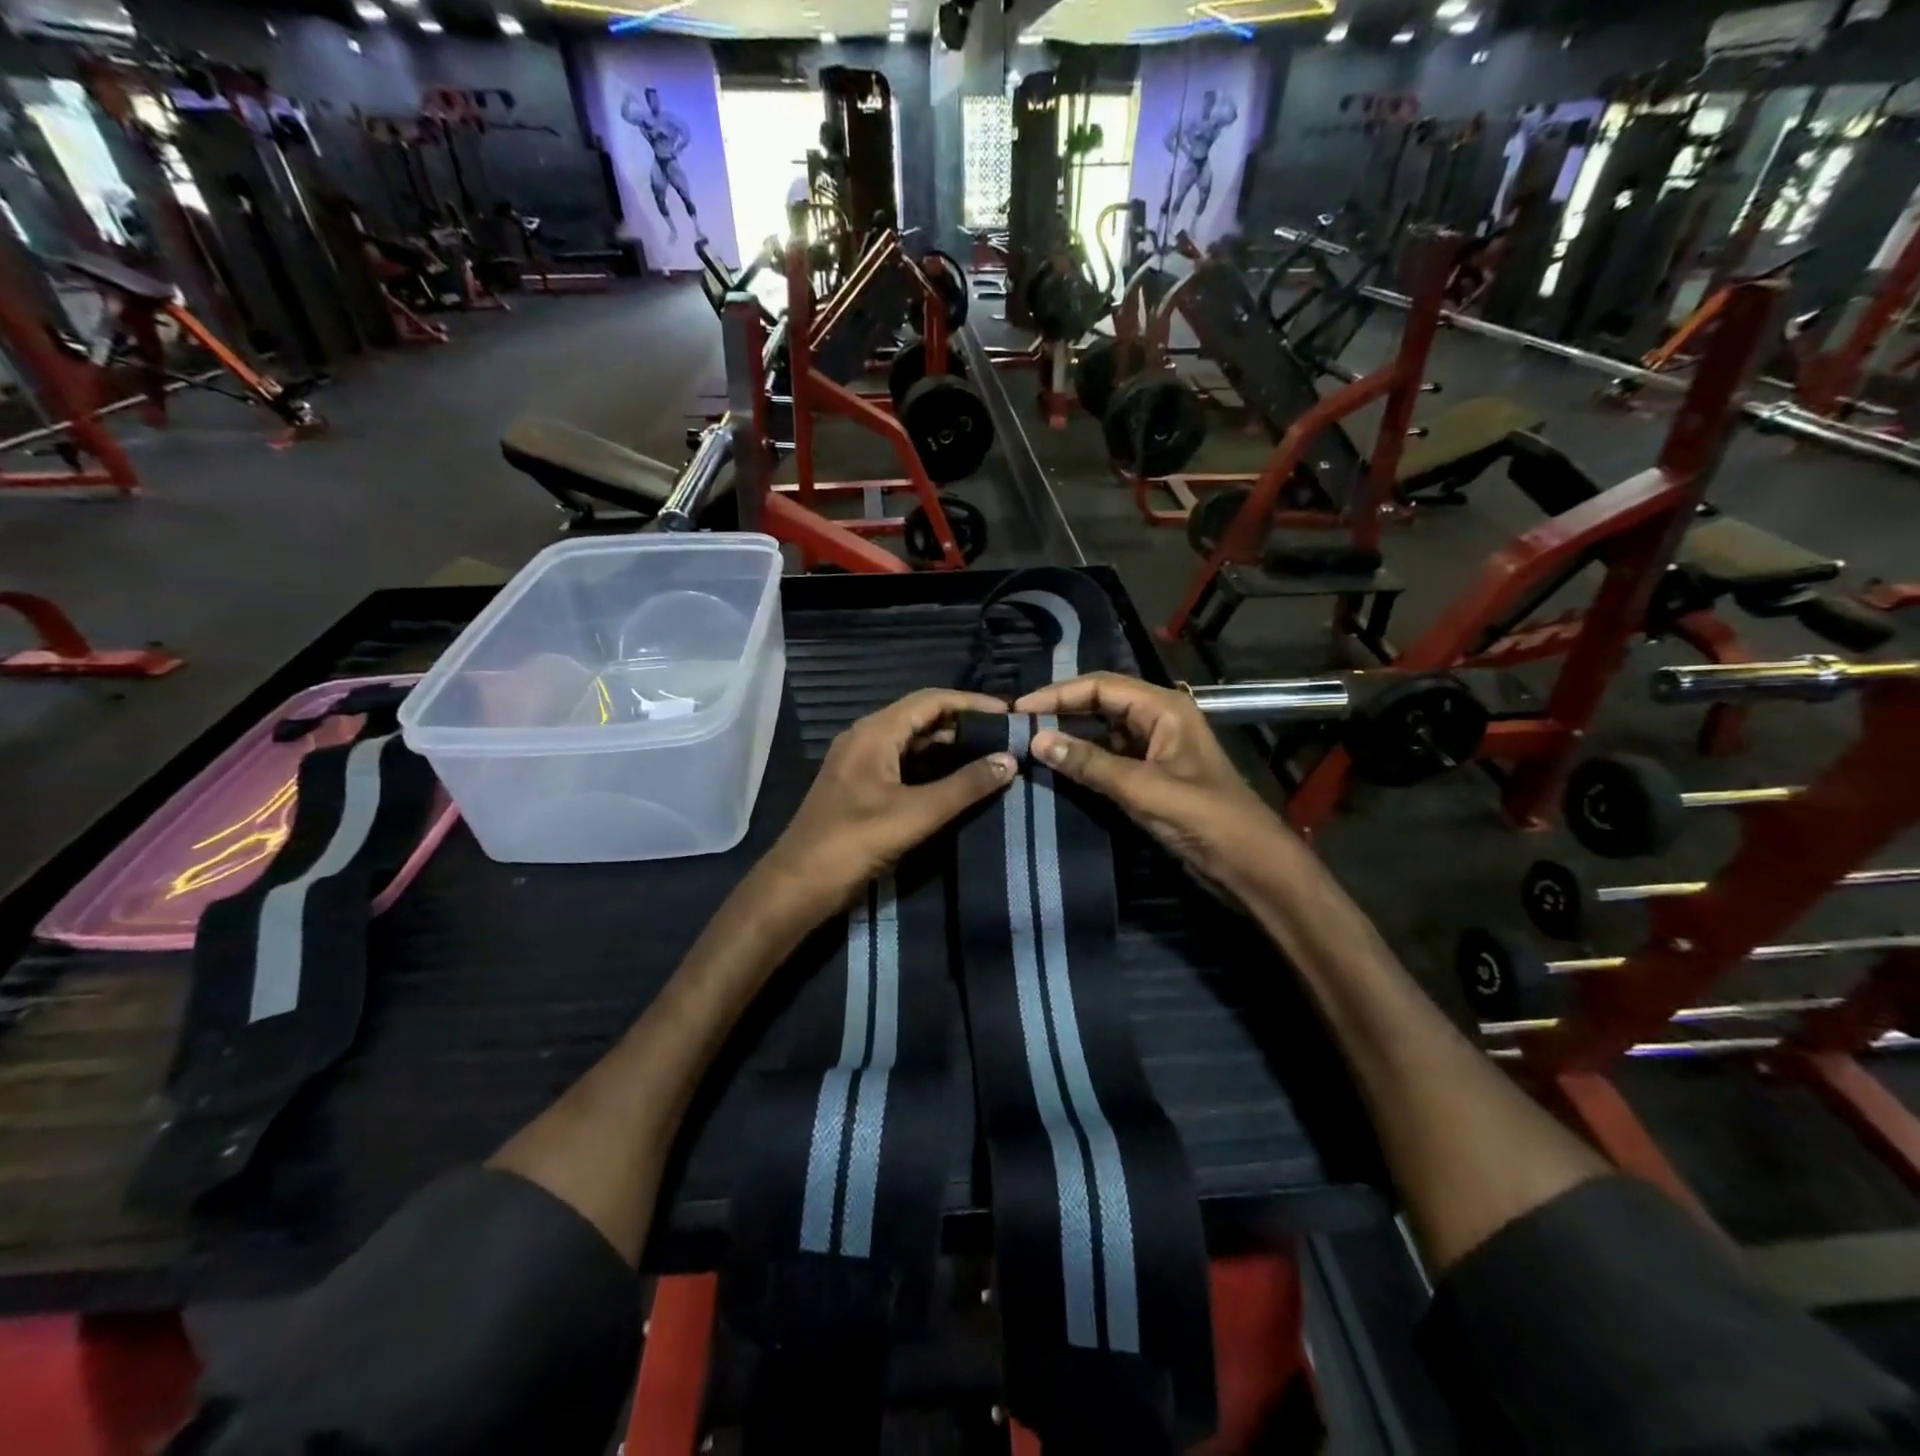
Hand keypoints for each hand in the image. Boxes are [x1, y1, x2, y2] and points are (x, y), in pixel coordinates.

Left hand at [759, 689, 1015, 924]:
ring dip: (949, 745)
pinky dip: (932, 766)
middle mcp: (866, 738)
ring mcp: (861, 762)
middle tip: (1005, 736)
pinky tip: (958, 781)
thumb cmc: (853, 843)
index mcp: (874, 732)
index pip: (931, 700)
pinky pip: (903, 763)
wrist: (798, 885)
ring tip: (991, 756)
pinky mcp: (861, 786)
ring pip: (913, 741)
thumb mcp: (915, 814)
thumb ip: (964, 786)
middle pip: (922, 716)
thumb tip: (1010, 760)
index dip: (972, 702)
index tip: (1009, 713)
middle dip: (964, 723)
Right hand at [1014, 673, 1289, 887]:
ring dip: (1069, 736)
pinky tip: (1056, 769)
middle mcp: (1158, 719)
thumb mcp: (1143, 789)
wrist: (1249, 864)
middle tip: (1017, 725)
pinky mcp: (1150, 775)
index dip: (1058, 694)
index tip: (1019, 709)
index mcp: (1164, 708)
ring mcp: (1154, 748)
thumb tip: (1037, 740)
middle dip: (1060, 711)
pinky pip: (1108, 757)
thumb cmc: (1205, 818)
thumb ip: (1090, 764)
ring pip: (1102, 731)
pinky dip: (1083, 760)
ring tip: (1028, 745)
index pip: (1101, 686)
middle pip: (1100, 703)